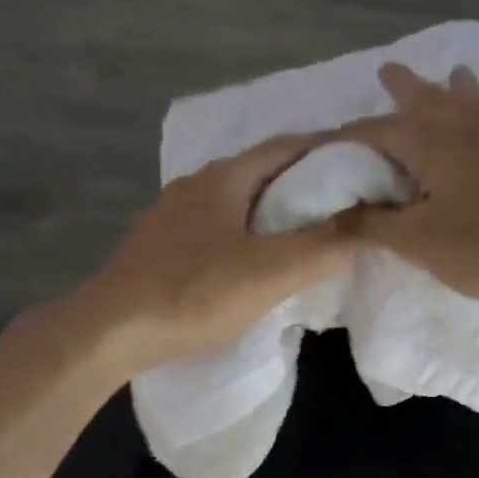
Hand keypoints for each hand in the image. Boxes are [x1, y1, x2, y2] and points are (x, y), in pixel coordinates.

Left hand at [78, 133, 357, 370]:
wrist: (112, 331)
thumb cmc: (193, 294)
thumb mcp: (268, 273)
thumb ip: (321, 248)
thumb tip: (366, 225)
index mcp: (224, 178)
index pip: (289, 146)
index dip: (331, 150)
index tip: (366, 165)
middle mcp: (196, 186)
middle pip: (261, 172)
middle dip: (305, 182)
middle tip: (345, 205)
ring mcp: (172, 218)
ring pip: (236, 203)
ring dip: (273, 212)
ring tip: (307, 236)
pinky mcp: (160, 250)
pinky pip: (217, 231)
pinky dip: (246, 236)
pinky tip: (254, 263)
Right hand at [346, 65, 478, 303]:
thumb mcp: (421, 242)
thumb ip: (373, 226)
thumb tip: (329, 217)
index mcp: (427, 140)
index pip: (371, 133)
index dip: (345, 142)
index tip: (326, 147)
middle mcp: (466, 120)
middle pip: (426, 98)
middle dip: (404, 88)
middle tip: (388, 70)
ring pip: (476, 97)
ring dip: (458, 88)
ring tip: (453, 73)